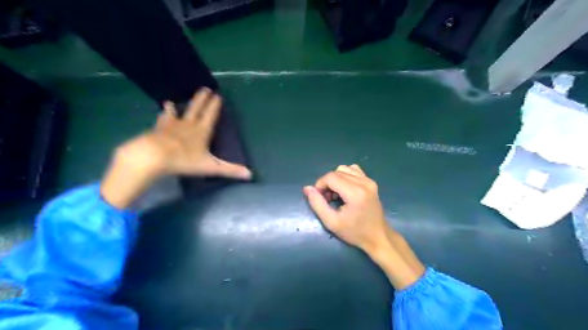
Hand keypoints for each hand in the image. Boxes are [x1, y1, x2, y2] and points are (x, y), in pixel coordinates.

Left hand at [116, 87, 249, 178]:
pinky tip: (161, 111)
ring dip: (179, 105)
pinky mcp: (158, 129)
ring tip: (175, 100)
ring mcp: (171, 125)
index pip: (211, 115)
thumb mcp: (210, 167)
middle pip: (196, 109)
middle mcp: (188, 125)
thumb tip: (250, 174)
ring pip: (177, 112)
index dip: (215, 106)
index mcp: (202, 131)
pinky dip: (163, 113)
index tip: (218, 95)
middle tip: (205, 88)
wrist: (153, 156)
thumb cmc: (184, 160)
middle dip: (202, 99)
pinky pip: (162, 118)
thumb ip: (230, 170)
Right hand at [303, 163, 389, 253]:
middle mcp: (363, 182)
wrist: (378, 237)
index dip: (320, 185)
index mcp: (355, 193)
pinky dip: (345, 176)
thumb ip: (317, 204)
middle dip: (327, 183)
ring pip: (344, 169)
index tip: (320, 199)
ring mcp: (369, 180)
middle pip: (336, 172)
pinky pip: (353, 170)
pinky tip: (345, 189)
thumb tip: (307, 188)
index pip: (330, 177)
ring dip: (335, 179)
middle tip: (328, 200)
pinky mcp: (371, 181)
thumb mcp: (331, 222)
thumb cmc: (354, 232)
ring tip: (337, 195)